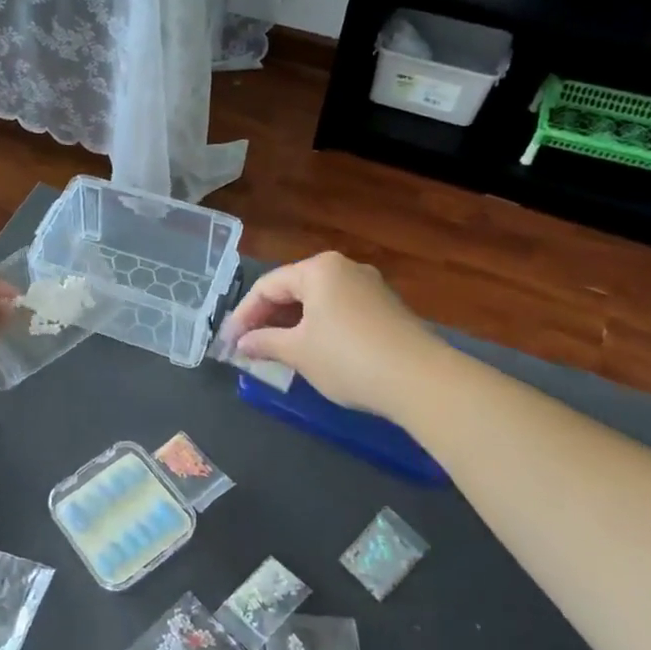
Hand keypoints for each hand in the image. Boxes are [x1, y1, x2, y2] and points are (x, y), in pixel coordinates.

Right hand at [219, 251, 445, 413]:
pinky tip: (312, 352)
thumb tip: (242, 343)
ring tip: (275, 352)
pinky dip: (319, 328)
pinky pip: (340, 312)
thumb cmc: (347, 358)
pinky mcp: (387, 310)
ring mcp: (370, 288)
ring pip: (318, 302)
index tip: (229, 342)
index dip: (244, 315)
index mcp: (318, 269)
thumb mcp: (298, 352)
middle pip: (293, 290)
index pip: (267, 286)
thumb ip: (264, 342)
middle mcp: (344, 269)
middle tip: (248, 347)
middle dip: (268, 319)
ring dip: (293, 325)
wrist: (422, 381)